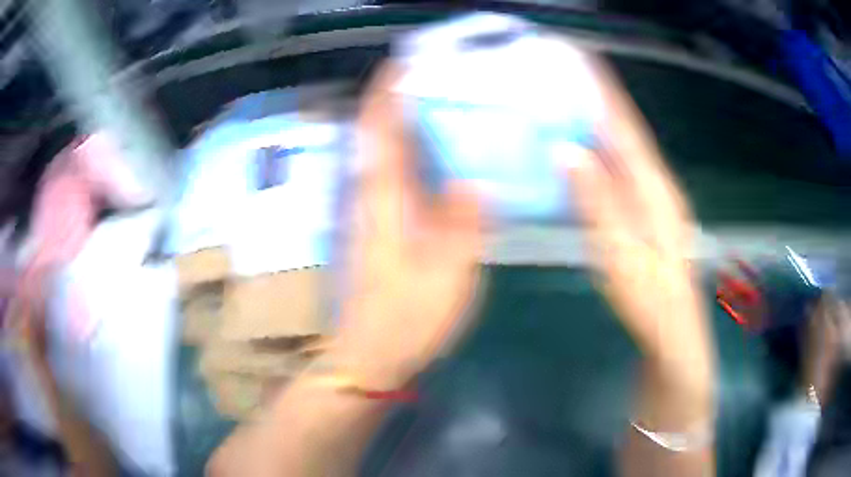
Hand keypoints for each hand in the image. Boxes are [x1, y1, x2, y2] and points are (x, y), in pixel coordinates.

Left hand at [332, 63, 483, 389]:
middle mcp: (373, 194)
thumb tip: (477, 178)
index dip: (390, 87)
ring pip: (387, 149)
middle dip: (401, 94)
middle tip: (442, 74)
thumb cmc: (407, 316)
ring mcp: (375, 210)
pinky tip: (445, 152)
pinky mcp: (382, 226)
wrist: (372, 352)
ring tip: (448, 100)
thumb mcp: (448, 272)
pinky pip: (398, 173)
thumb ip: (464, 222)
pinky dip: (415, 151)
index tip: (411, 58)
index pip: (381, 124)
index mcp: (385, 196)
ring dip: (408, 119)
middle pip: (379, 129)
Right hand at [566, 62, 712, 396]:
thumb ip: (598, 202)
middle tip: (563, 75)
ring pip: (623, 152)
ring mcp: (653, 201)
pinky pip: (620, 174)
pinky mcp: (645, 216)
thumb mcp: (621, 254)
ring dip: (597, 124)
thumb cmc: (650, 301)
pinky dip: (600, 155)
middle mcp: (656, 186)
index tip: (582, 58)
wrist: (673, 336)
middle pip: (625, 133)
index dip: (605, 91)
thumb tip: (567, 150)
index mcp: (654, 189)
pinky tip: (581, 151)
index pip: (626, 127)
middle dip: (598, 100)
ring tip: (565, 101)